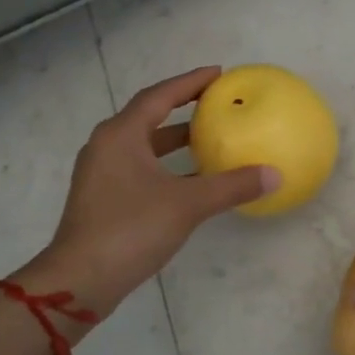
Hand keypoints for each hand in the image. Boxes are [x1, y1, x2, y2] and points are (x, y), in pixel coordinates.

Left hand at [19, 67, 277, 315]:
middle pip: (148, 116)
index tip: (218, 74)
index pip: (159, 96)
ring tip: (210, 137)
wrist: (80, 280)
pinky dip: (167, 165)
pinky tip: (193, 178)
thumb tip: (273, 174)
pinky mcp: (104, 198)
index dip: (189, 82)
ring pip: (144, 145)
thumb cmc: (131, 230)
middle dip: (182, 107)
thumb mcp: (187, 204)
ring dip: (175, 139)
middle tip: (216, 103)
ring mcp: (102, 173)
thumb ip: (231, 186)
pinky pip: (141, 167)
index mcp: (121, 135)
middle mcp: (107, 146)